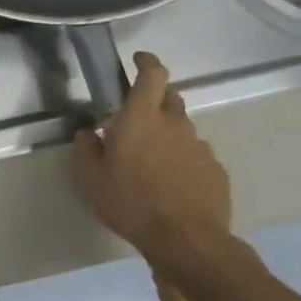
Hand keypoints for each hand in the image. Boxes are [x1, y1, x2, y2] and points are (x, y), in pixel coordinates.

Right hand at [72, 52, 230, 258]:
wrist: (186, 241)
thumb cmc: (129, 203)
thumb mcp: (89, 179)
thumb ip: (85, 149)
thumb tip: (89, 133)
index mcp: (140, 119)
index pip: (152, 75)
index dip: (146, 62)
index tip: (138, 59)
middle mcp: (174, 125)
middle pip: (169, 98)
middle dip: (153, 100)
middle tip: (134, 120)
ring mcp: (199, 146)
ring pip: (181, 129)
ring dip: (166, 136)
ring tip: (150, 162)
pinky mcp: (215, 170)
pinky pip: (194, 155)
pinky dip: (181, 160)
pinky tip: (170, 184)